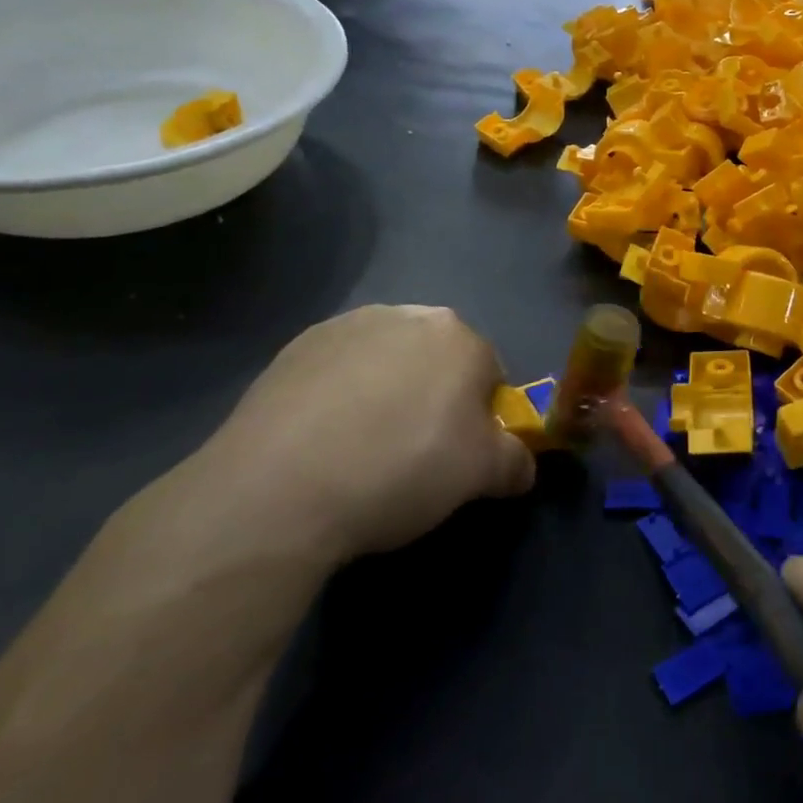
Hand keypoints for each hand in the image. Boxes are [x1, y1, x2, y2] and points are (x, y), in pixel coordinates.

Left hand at [196, 305, 535, 566]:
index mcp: (458, 335)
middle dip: (433, 396)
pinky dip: (339, 394)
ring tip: (360, 449)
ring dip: (386, 391)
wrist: (279, 488)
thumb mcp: (479, 476)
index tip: (458, 456)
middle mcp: (406, 314)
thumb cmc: (400, 469)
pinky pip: (337, 369)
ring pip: (386, 360)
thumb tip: (523, 465)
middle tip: (412, 452)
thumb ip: (515, 462)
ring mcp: (346, 325)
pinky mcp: (295, 346)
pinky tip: (321, 440)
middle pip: (436, 358)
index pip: (490, 373)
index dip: (480, 417)